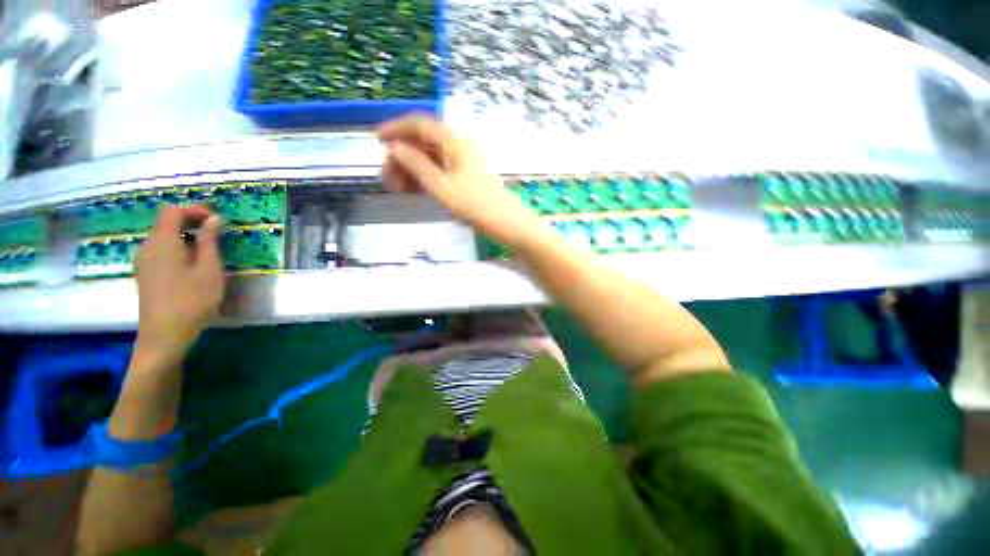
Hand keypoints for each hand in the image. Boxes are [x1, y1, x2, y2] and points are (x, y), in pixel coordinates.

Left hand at [133, 205, 224, 366]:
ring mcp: (144, 261)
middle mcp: (147, 247)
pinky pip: (161, 251)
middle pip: (166, 222)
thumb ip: (210, 241)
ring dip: (186, 236)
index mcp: (162, 242)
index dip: (194, 210)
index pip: (172, 211)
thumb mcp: (209, 269)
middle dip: (192, 222)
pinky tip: (194, 264)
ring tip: (210, 250)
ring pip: (164, 237)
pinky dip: (178, 248)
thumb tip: (214, 219)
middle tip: (218, 233)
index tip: (217, 220)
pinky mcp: (145, 274)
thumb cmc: (191, 300)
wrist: (164, 335)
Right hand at [377, 115, 540, 248]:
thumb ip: (416, 165)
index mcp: (453, 142)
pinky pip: (440, 169)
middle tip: (389, 179)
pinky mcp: (465, 176)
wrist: (506, 223)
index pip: (419, 123)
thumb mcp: (440, 187)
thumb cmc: (474, 206)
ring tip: (400, 189)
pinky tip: (416, 190)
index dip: (395, 128)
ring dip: (412, 168)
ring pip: (430, 157)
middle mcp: (458, 146)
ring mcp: (463, 162)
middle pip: (423, 141)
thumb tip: (395, 148)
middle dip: (402, 156)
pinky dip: (425, 176)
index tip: (376, 141)